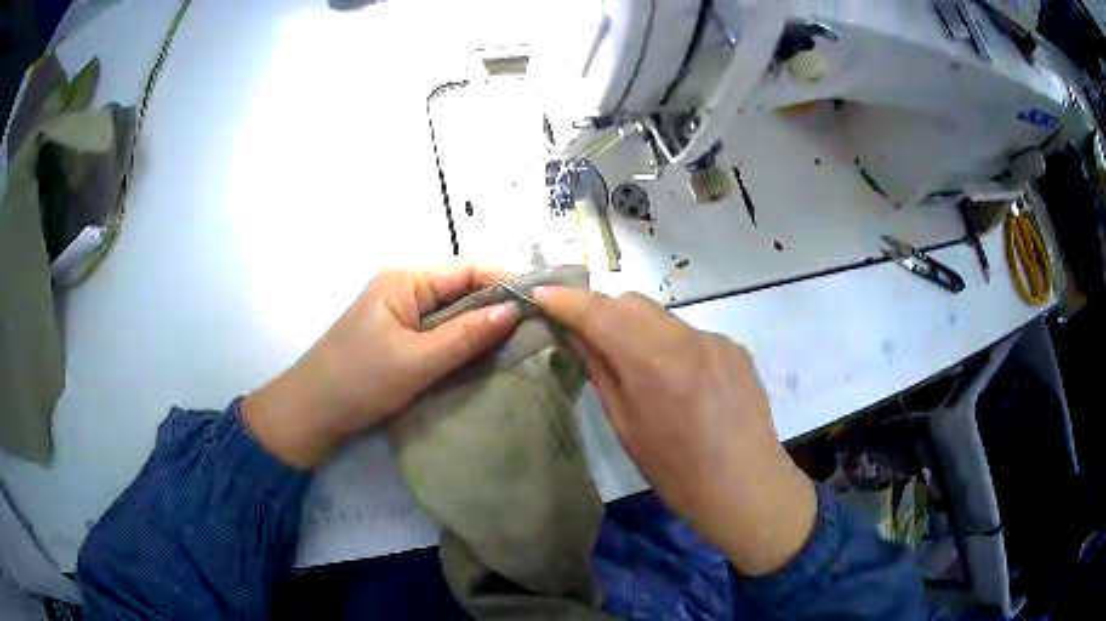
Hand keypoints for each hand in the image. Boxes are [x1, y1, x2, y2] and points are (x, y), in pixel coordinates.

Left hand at [244, 264, 519, 468]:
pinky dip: (462, 341)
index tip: (543, 307)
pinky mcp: (399, 335)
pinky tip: (484, 357)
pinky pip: (440, 330)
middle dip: (497, 307)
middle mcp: (406, 287)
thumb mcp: (417, 360)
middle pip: (463, 288)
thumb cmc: (359, 380)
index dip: (506, 283)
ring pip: (454, 311)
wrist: (312, 411)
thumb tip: (515, 310)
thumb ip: (466, 335)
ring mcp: (401, 311)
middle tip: (538, 332)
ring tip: (520, 346)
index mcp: (406, 279)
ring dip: (481, 327)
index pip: (468, 269)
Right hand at [534, 288, 816, 575]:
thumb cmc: (678, 472)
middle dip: (602, 310)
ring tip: (634, 362)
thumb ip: (602, 374)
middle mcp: (687, 338)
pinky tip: (677, 379)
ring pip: (662, 315)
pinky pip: (689, 333)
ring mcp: (716, 339)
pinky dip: (670, 343)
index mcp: (654, 363)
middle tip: (585, 334)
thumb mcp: (627, 428)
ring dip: (637, 327)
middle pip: (631, 302)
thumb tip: (579, 337)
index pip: (600, 313)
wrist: (746, 487)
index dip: (565, 300)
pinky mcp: (735, 348)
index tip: (540, 295)